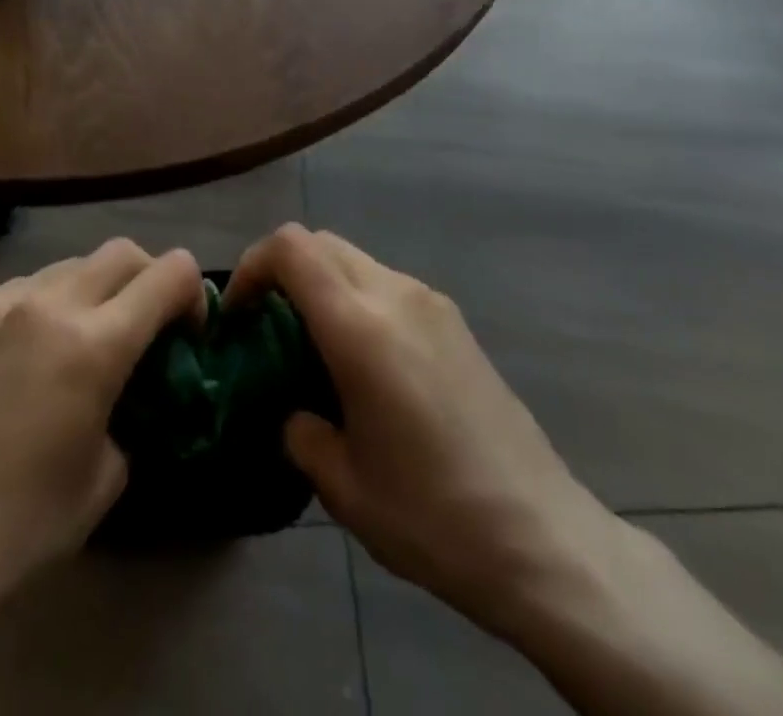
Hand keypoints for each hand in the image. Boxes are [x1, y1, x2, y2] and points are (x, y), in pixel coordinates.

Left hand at [0, 238, 203, 612]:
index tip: (187, 329)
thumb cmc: (26, 524)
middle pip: (121, 252)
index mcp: (95, 343)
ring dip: (89, 292)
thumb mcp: (108, 472)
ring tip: (75, 340)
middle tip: (143, 322)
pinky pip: (16, 292)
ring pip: (66, 267)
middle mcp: (48, 303)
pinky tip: (20, 358)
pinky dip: (37, 310)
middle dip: (147, 278)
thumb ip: (129, 407)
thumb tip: (124, 385)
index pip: (168, 274)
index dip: (192, 293)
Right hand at [228, 224, 616, 634]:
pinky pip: (388, 285)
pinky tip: (366, 363)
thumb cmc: (433, 515)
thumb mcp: (344, 486)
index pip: (292, 249)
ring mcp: (432, 303)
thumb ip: (302, 434)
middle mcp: (396, 295)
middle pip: (321, 243)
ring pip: (356, 260)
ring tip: (315, 348)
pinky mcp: (455, 322)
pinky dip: (357, 299)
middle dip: (282, 271)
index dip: (252, 265)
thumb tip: (297, 414)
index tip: (239, 314)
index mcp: (360, 327)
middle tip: (267, 326)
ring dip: (322, 285)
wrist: (543, 538)